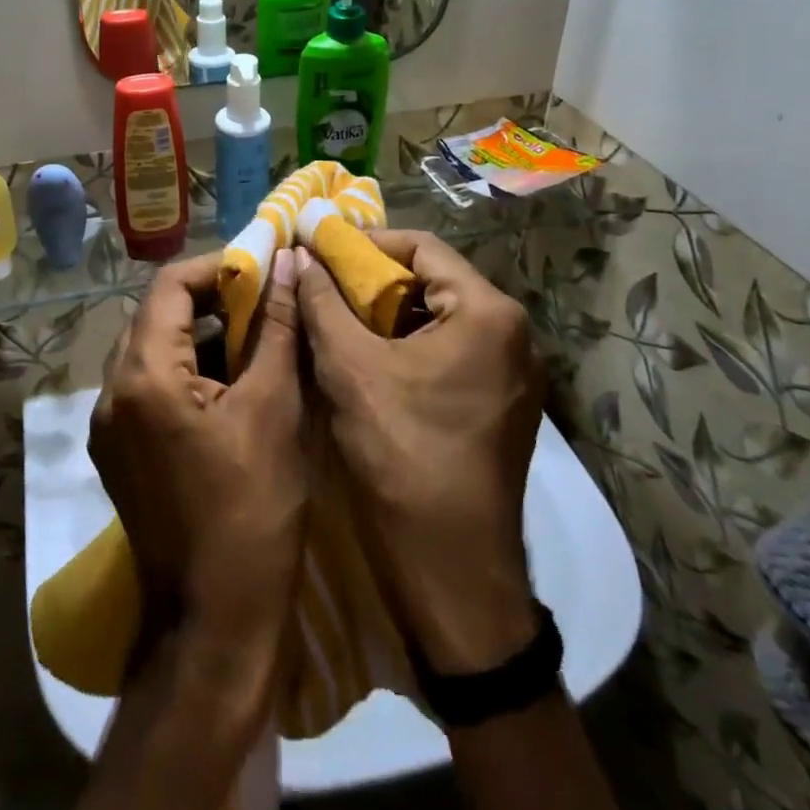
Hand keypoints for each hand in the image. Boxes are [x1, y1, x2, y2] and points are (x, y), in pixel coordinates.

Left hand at [90, 251, 306, 655]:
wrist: (213, 622)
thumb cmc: (252, 511)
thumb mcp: (274, 409)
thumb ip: (277, 328)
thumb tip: (287, 263)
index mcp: (142, 375)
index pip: (169, 285)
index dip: (218, 267)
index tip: (262, 268)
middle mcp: (110, 392)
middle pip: (156, 316)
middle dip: (211, 301)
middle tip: (264, 302)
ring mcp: (108, 425)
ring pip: (152, 351)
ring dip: (200, 337)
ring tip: (255, 341)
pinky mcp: (117, 452)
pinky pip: (148, 387)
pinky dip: (186, 372)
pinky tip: (229, 386)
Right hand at [297, 231, 542, 673]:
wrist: (453, 568)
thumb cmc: (402, 454)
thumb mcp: (350, 368)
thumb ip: (322, 302)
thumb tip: (298, 254)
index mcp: (488, 313)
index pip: (422, 246)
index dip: (364, 241)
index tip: (318, 248)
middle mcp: (512, 334)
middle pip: (432, 281)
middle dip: (372, 279)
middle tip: (321, 284)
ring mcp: (511, 373)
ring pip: (437, 319)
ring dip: (385, 314)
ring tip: (335, 319)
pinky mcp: (499, 405)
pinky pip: (448, 352)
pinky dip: (405, 345)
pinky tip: (365, 360)